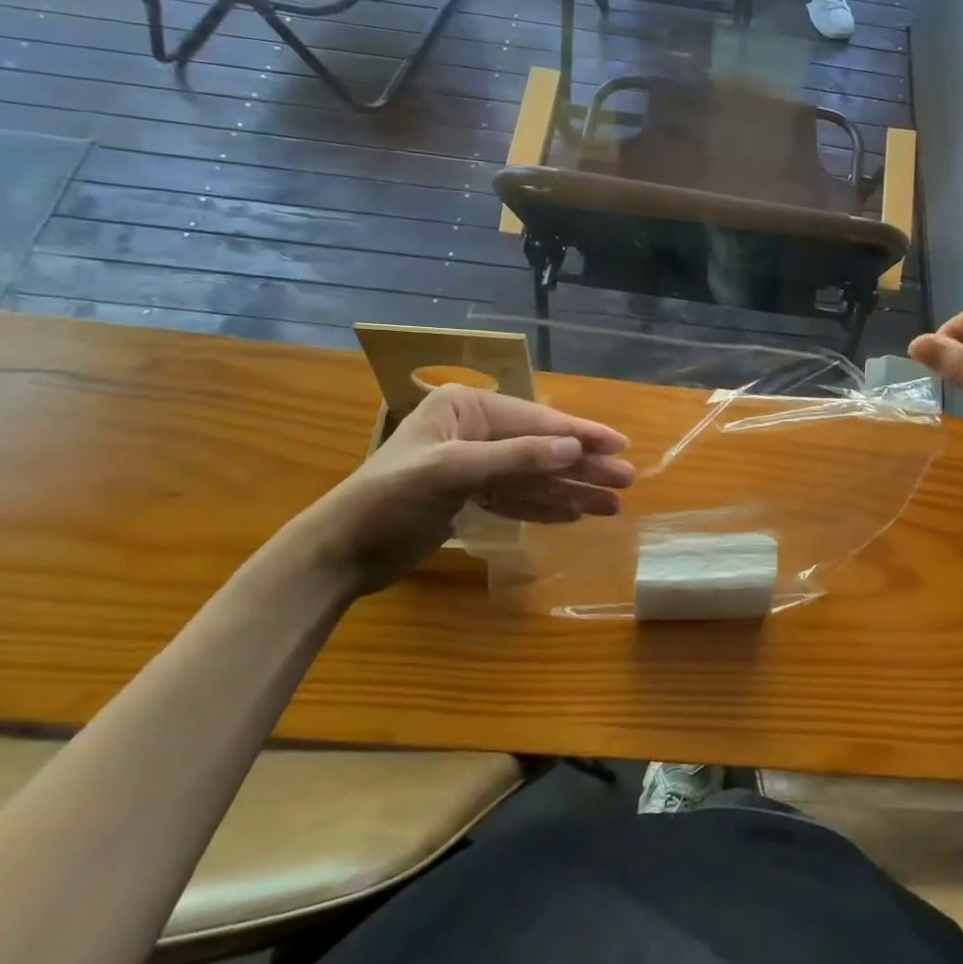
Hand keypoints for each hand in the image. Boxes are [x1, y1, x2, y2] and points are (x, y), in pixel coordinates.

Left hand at [281, 385, 634, 594]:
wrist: (337, 555)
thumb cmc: (388, 501)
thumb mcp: (452, 472)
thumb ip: (516, 457)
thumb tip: (574, 450)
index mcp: (464, 408)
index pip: (535, 420)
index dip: (580, 434)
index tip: (620, 445)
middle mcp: (473, 430)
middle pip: (541, 447)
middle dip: (583, 466)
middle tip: (625, 481)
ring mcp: (472, 464)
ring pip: (534, 475)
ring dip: (571, 490)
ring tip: (611, 505)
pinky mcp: (469, 497)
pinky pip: (517, 497)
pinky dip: (545, 505)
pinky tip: (575, 514)